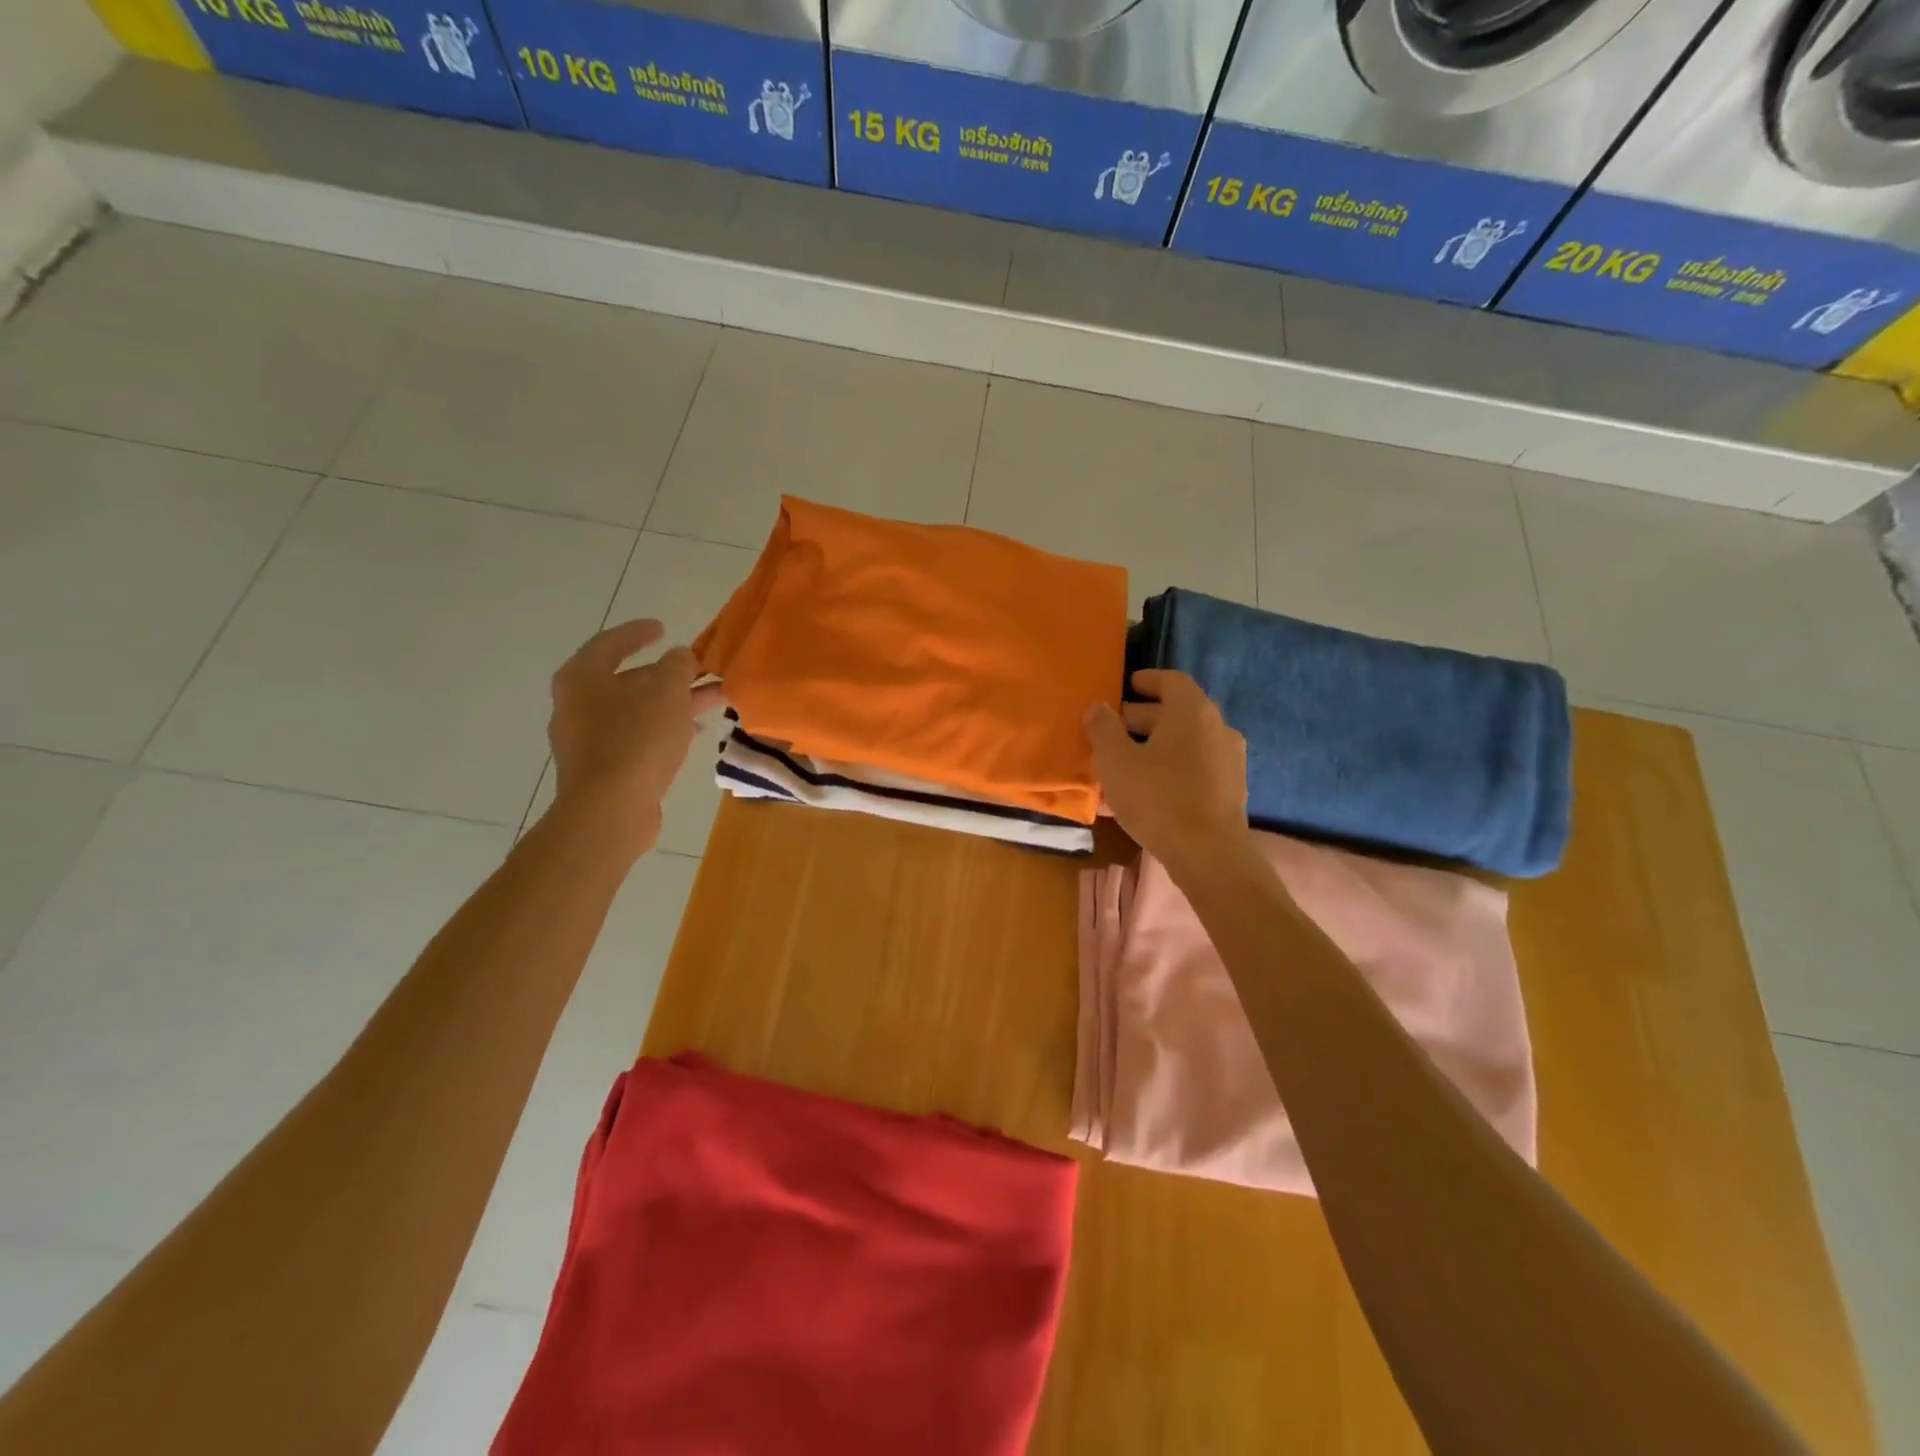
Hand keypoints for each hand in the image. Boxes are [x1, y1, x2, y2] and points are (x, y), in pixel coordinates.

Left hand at [548, 619, 725, 856]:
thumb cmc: (636, 739)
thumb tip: (680, 656)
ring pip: (637, 711)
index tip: (663, 628)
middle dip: (669, 675)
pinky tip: (692, 734)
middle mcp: (577, 704)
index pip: (611, 643)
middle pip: (627, 680)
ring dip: (673, 703)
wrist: (611, 809)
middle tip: (702, 671)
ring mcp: (587, 739)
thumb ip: (677, 666)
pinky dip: (663, 729)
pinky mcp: (602, 769)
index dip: (639, 633)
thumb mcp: (667, 692)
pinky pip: (636, 737)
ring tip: (713, 701)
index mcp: (582, 677)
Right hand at [1083, 669, 1249, 873]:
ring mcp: (1229, 759)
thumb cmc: (1157, 797)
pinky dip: (1171, 769)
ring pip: (1186, 743)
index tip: (1127, 686)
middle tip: (1113, 729)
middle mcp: (1218, 727)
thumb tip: (1097, 707)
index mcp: (1192, 711)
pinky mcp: (1231, 790)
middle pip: (1178, 712)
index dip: (1147, 680)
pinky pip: (1195, 768)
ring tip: (1124, 763)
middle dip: (1143, 718)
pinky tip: (1146, 791)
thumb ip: (1103, 728)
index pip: (1171, 680)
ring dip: (1156, 747)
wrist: (1209, 854)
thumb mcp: (1116, 761)